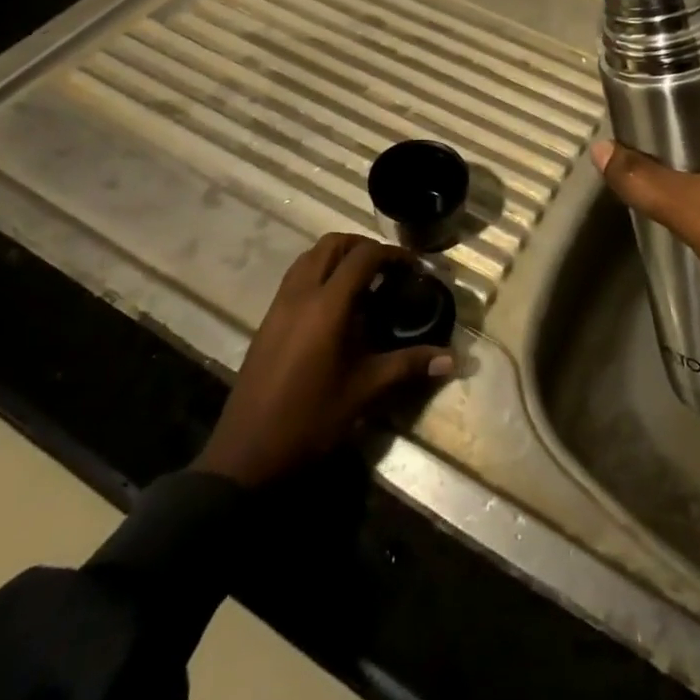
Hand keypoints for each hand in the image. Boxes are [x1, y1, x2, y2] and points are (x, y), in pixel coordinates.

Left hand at [197, 234, 454, 486]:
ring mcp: (279, 306)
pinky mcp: (267, 321)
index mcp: (327, 306)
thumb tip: (453, 359)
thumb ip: (408, 366)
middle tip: (388, 268)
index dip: (392, 254)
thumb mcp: (364, 391)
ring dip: (338, 257)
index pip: (363, 257)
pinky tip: (334, 307)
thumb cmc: (310, 420)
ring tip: (363, 282)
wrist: (246, 455)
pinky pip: (295, 278)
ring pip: (309, 257)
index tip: (413, 268)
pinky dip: (318, 274)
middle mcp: (300, 294)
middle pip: (331, 244)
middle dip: (362, 246)